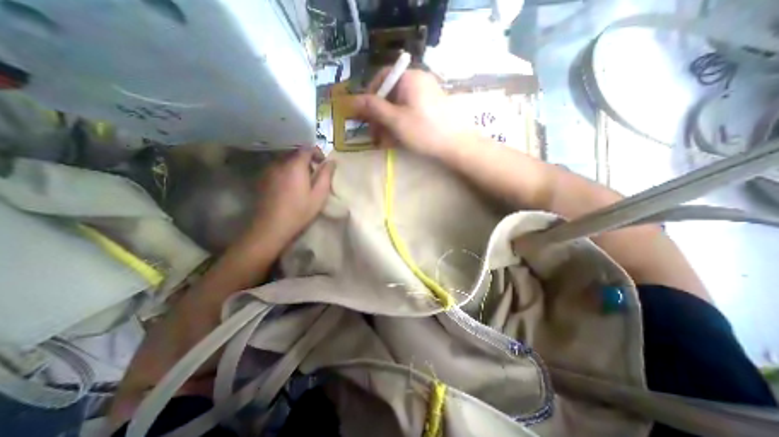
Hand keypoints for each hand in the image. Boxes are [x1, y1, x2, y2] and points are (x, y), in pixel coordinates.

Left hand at [250, 147, 333, 246]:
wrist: (271, 227)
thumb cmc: (299, 211)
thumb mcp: (319, 195)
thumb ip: (326, 175)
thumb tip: (331, 161)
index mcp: (295, 166)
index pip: (306, 148)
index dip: (317, 152)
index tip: (323, 164)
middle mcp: (279, 163)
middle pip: (294, 152)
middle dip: (306, 158)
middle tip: (314, 173)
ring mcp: (268, 170)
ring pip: (284, 159)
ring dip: (295, 164)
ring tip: (302, 179)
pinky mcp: (262, 179)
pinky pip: (276, 167)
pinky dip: (286, 170)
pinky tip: (289, 185)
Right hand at [352, 69, 473, 158]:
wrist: (456, 145)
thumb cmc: (424, 131)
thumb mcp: (395, 120)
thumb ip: (374, 108)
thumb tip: (353, 100)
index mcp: (410, 78)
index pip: (383, 77)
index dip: (370, 95)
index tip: (364, 113)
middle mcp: (418, 81)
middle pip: (391, 94)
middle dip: (379, 115)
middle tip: (374, 135)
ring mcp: (426, 95)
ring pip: (400, 106)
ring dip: (388, 124)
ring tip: (384, 142)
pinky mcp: (431, 108)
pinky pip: (410, 113)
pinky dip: (401, 125)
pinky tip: (397, 140)